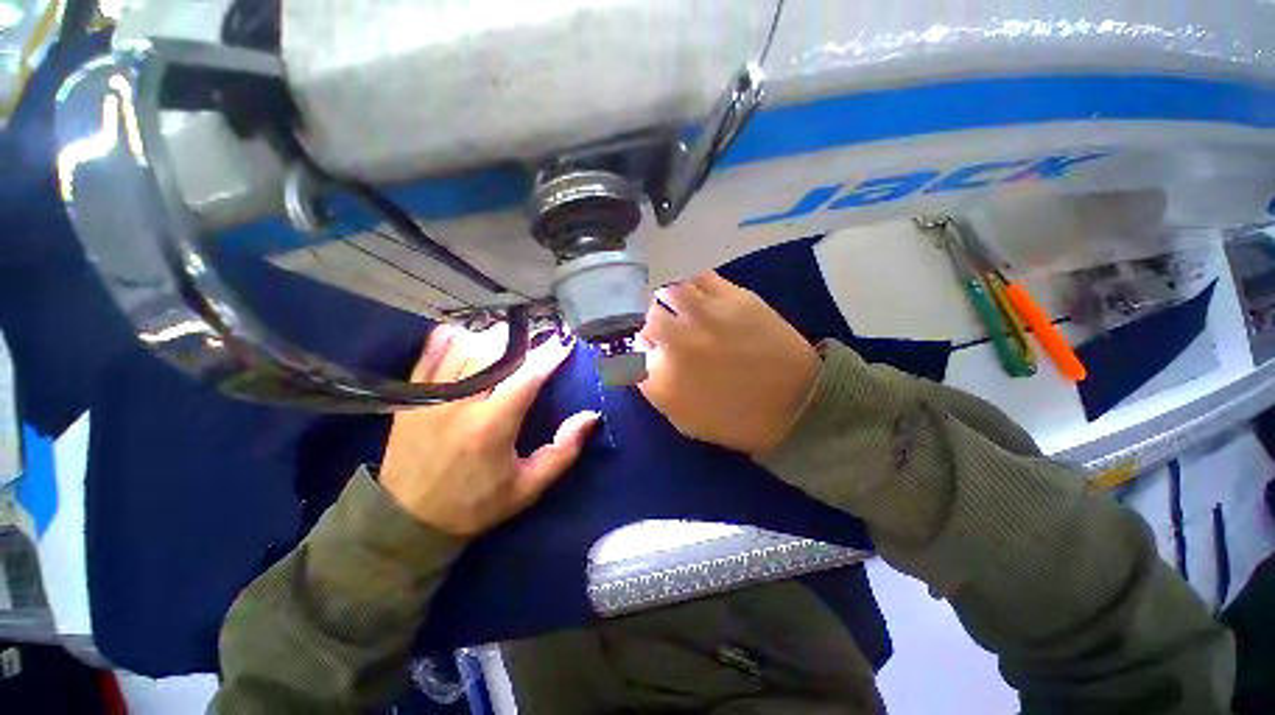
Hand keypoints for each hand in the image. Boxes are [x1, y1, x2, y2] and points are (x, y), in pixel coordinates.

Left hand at [380, 325, 598, 536]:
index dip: (550, 355)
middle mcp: (460, 402)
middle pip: (495, 350)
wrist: (407, 520)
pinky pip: (433, 350)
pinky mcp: (413, 394)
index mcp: (492, 425)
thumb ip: (563, 451)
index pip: (527, 376)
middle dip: (523, 339)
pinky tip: (469, 339)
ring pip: (466, 344)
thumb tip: (590, 416)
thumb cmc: (475, 504)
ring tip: (511, 341)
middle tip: (540, 340)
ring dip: (493, 337)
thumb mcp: (528, 487)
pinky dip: (454, 337)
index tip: (566, 342)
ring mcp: (432, 394)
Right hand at [638, 272, 817, 454]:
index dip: (642, 351)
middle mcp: (678, 342)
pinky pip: (701, 278)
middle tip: (668, 330)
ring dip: (670, 302)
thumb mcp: (685, 419)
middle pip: (649, 320)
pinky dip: (694, 286)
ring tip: (682, 309)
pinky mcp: (735, 298)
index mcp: (665, 378)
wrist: (796, 404)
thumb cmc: (737, 419)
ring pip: (670, 292)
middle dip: (654, 326)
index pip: (633, 354)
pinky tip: (701, 296)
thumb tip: (643, 359)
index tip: (651, 352)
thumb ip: (655, 388)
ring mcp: (706, 316)